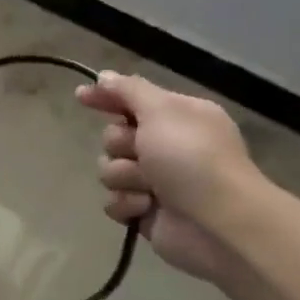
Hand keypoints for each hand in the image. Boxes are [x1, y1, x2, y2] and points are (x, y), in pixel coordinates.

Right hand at [75, 72, 259, 280]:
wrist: (218, 222)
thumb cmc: (192, 157)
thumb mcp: (161, 111)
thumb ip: (129, 90)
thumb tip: (104, 76)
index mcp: (178, 117)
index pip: (133, 99)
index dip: (106, 96)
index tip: (81, 96)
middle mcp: (167, 146)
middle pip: (114, 136)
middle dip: (120, 144)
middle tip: (140, 152)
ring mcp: (155, 181)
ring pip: (110, 170)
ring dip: (124, 176)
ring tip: (149, 187)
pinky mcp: (144, 212)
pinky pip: (114, 201)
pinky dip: (127, 203)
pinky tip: (146, 207)